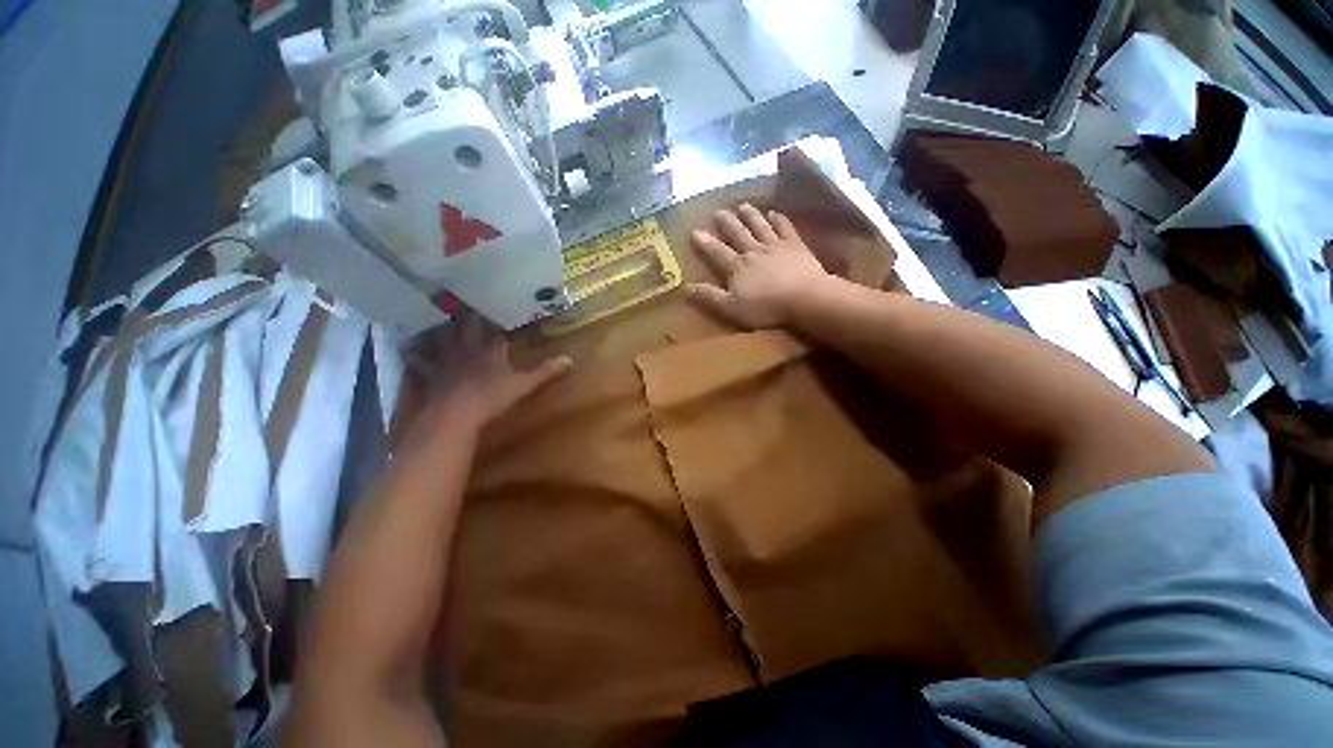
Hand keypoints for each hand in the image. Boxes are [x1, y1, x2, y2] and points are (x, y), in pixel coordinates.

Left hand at [410, 315, 571, 431]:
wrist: (456, 416)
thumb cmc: (492, 398)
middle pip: (465, 327)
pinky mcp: (431, 376)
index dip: (496, 316)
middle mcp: (467, 350)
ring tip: (433, 312)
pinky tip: (407, 347)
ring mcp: (446, 362)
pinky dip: (414, 354)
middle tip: (461, 297)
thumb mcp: (524, 385)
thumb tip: (570, 360)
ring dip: (439, 327)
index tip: (496, 303)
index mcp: (490, 350)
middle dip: (466, 314)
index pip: (494, 328)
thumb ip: (545, 372)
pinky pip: (420, 361)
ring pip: (441, 338)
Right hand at [687, 204, 829, 328]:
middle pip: (737, 233)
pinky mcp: (795, 245)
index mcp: (737, 267)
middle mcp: (753, 250)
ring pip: (759, 225)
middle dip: (726, 222)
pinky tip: (775, 213)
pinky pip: (785, 228)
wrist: (805, 298)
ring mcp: (775, 245)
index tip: (694, 231)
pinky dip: (779, 219)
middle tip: (718, 211)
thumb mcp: (731, 307)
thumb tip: (685, 287)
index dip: (705, 243)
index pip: (716, 252)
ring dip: (750, 215)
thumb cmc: (766, 307)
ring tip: (742, 205)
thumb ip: (709, 296)